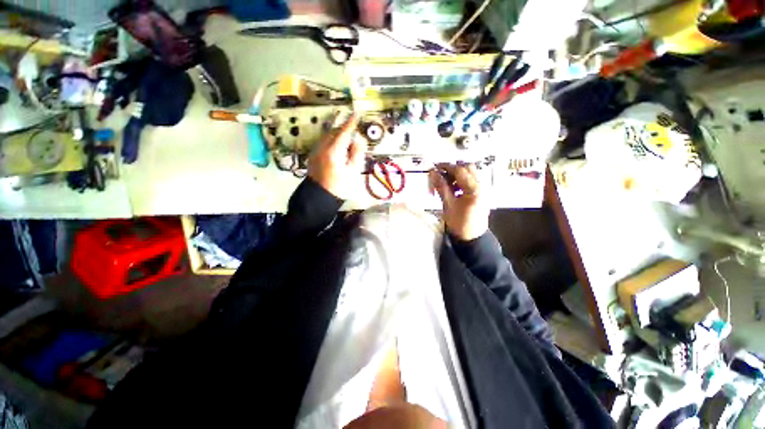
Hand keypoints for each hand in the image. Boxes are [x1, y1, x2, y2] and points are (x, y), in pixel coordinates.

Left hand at [308, 114, 364, 198]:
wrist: (319, 197)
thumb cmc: (340, 186)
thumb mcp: (353, 171)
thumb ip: (357, 153)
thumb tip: (359, 139)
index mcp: (334, 151)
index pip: (344, 132)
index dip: (351, 122)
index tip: (357, 113)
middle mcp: (322, 147)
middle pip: (334, 132)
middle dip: (344, 128)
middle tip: (353, 129)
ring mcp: (316, 151)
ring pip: (328, 136)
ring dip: (337, 134)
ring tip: (346, 139)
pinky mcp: (313, 156)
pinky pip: (323, 142)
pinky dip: (331, 141)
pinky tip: (337, 148)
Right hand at [429, 163, 488, 240]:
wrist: (471, 238)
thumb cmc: (459, 223)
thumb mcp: (448, 204)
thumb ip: (441, 187)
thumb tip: (433, 173)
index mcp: (474, 188)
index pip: (460, 170)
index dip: (446, 167)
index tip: (435, 167)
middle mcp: (480, 186)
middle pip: (468, 168)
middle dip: (453, 169)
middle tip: (441, 175)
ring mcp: (481, 190)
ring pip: (469, 174)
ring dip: (456, 175)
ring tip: (445, 184)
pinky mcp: (478, 194)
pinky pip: (469, 182)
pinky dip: (460, 182)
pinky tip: (452, 190)